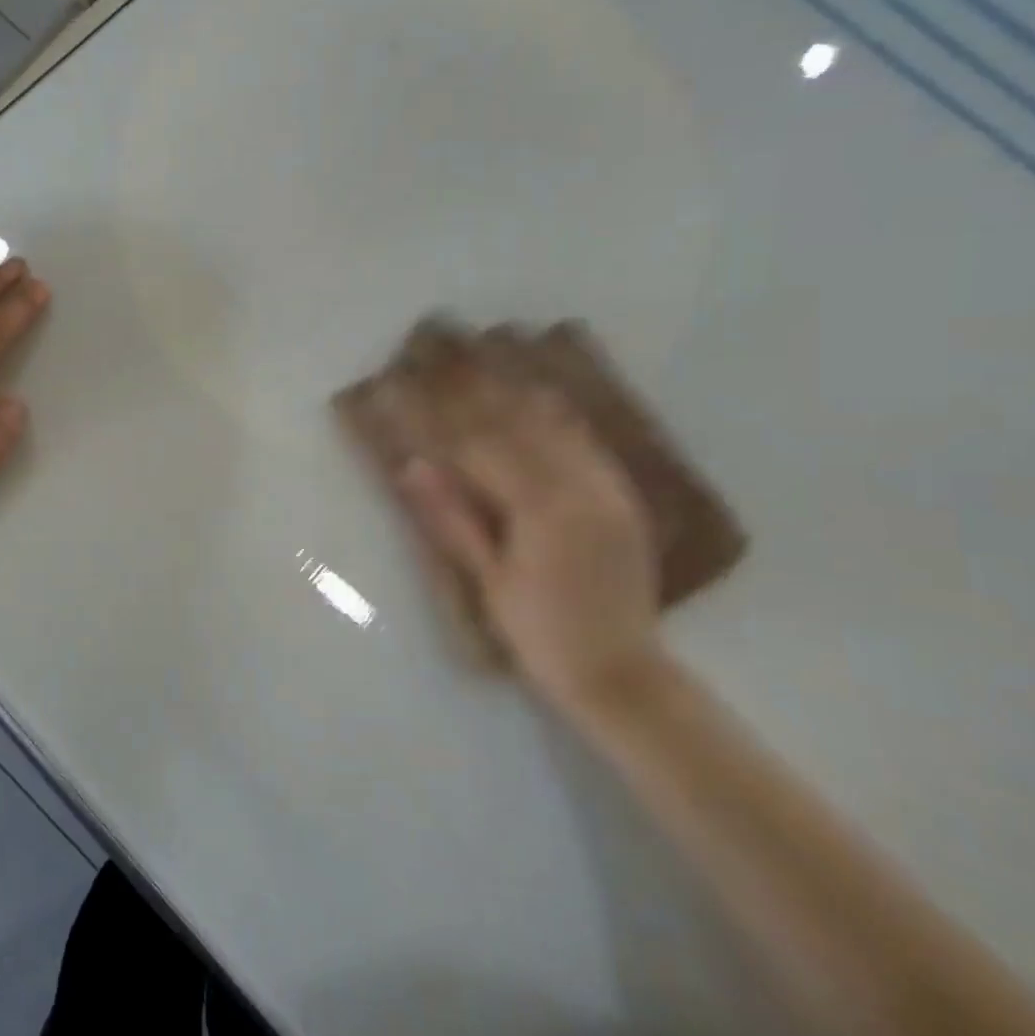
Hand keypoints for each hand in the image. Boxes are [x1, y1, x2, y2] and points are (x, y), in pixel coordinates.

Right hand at [397, 385, 660, 706]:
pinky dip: (557, 418)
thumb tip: (412, 466)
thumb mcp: (488, 580)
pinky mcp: (622, 498)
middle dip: (481, 392)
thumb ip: (452, 517)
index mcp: (543, 510)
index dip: (445, 417)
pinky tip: (540, 400)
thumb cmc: (540, 633)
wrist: (621, 673)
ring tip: (489, 366)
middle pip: (522, 424)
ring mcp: (608, 489)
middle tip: (448, 362)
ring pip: (559, 426)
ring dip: (519, 395)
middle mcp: (581, 487)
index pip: (483, 447)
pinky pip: (586, 443)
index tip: (414, 390)